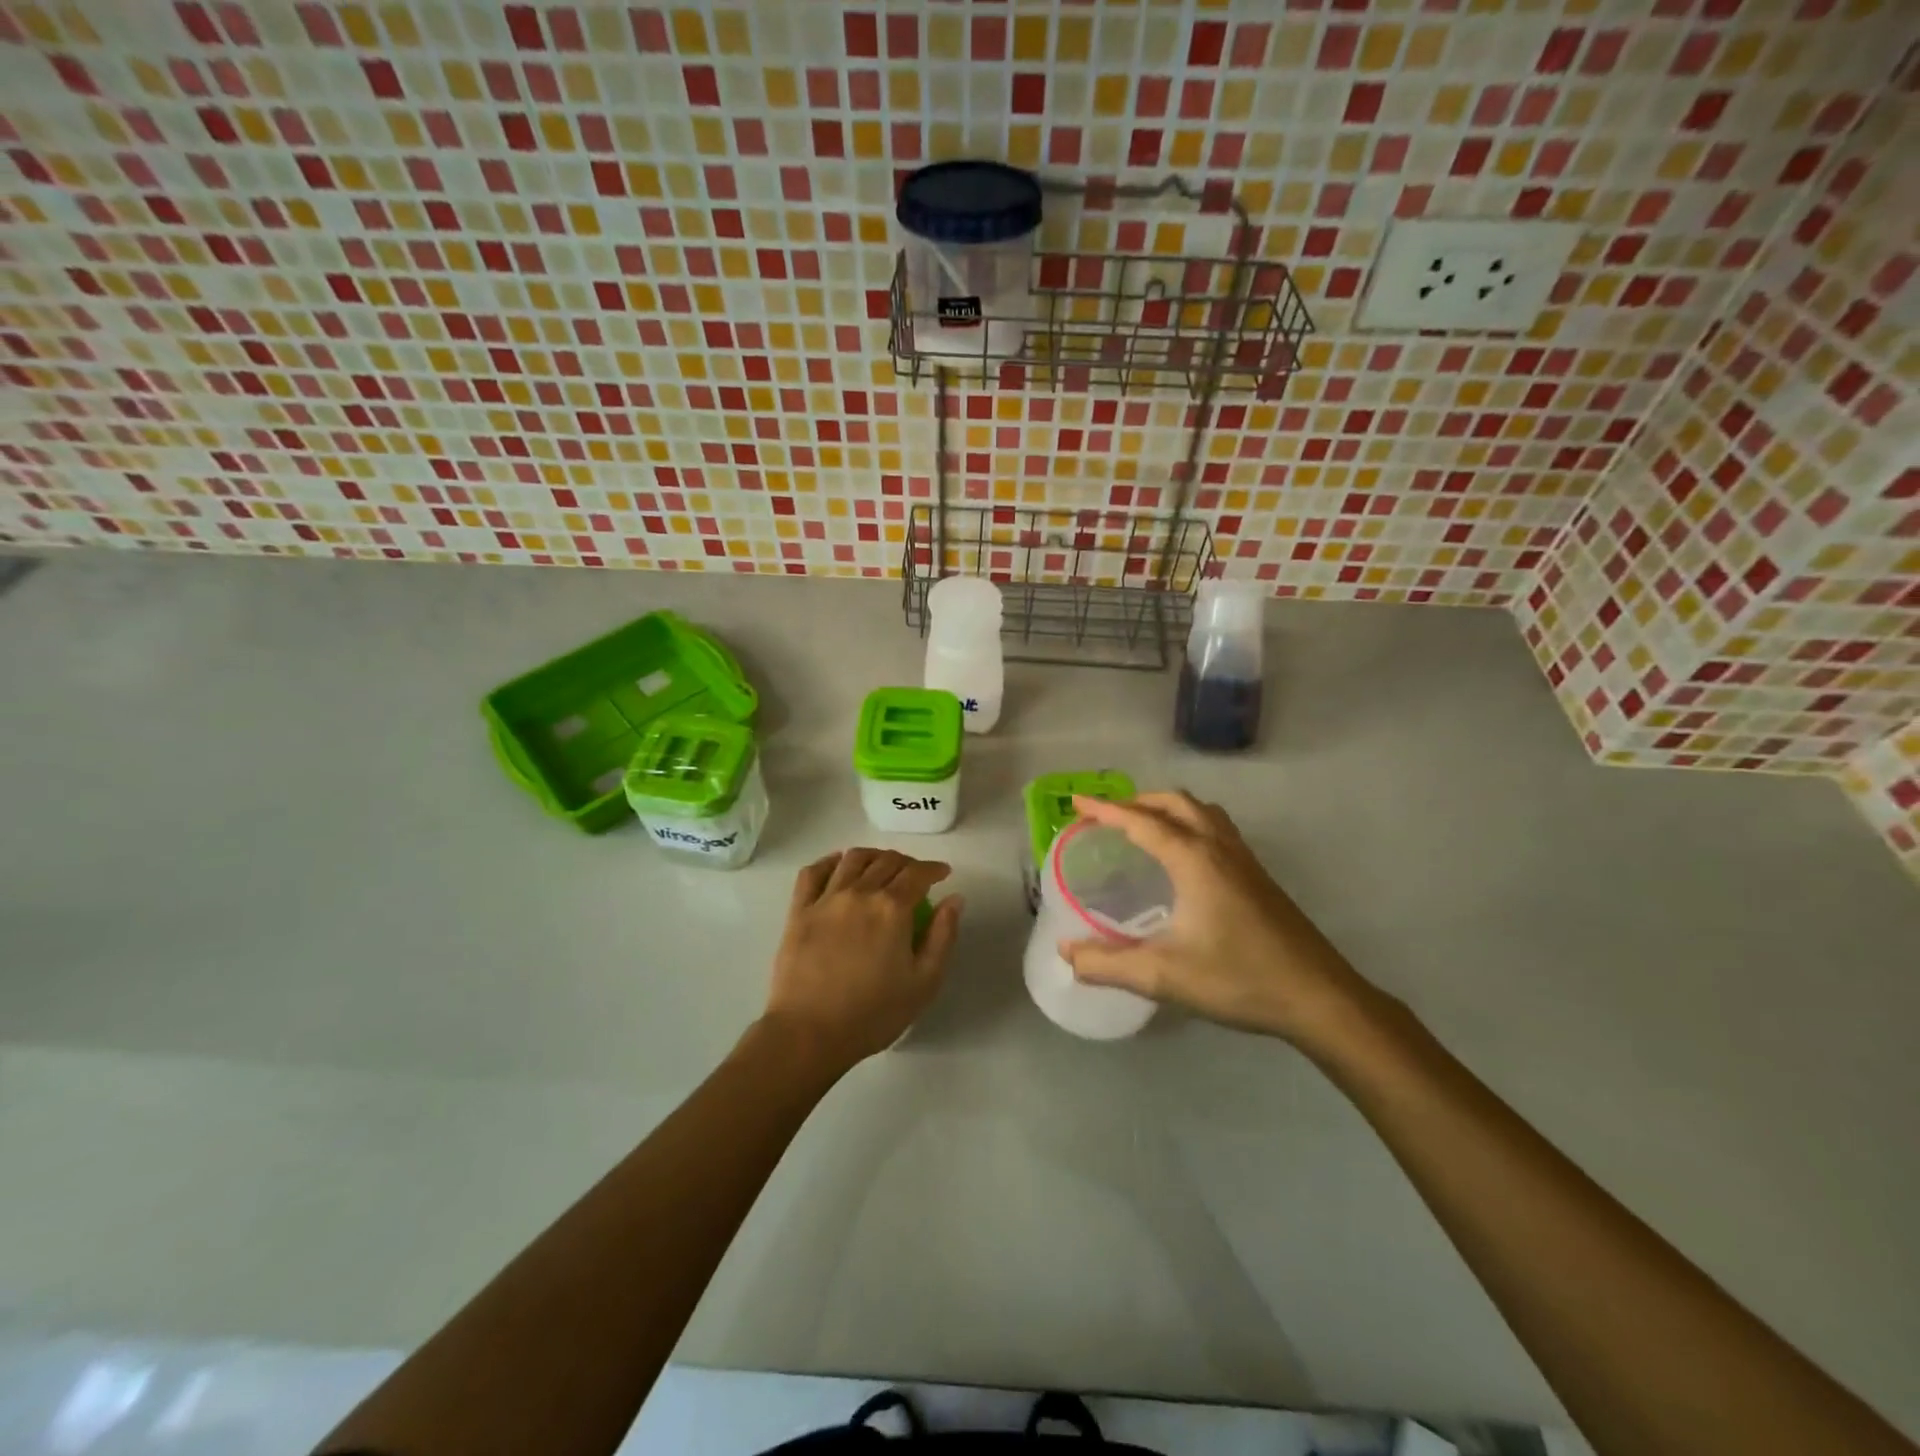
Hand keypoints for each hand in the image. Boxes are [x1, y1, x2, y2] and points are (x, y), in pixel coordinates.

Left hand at [761, 848, 963, 1071]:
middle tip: (916, 875)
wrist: (809, 1033)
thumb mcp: (924, 982)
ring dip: (873, 856)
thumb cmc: (873, 1014)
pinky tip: (838, 864)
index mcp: (893, 908)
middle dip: (907, 863)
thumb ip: (943, 936)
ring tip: (881, 866)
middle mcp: (860, 892)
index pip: (918, 873)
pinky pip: (813, 872)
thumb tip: (954, 899)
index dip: (934, 869)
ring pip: (852, 859)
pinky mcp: (799, 911)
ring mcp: (826, 899)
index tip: (943, 874)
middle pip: (887, 862)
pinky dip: (829, 861)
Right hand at [1060, 793, 1376, 1046]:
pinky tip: (1185, 857)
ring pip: (1202, 812)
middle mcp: (1219, 848)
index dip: (1105, 810)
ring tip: (1143, 826)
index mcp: (1194, 860)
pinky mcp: (1259, 876)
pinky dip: (1191, 823)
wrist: (1318, 997)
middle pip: (1175, 803)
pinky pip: (1218, 829)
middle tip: (1108, 816)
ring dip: (1168, 808)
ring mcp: (1244, 859)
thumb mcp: (1163, 976)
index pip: (1141, 821)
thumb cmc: (1239, 979)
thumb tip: (1065, 953)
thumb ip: (1108, 964)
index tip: (1076, 803)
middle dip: (1137, 801)